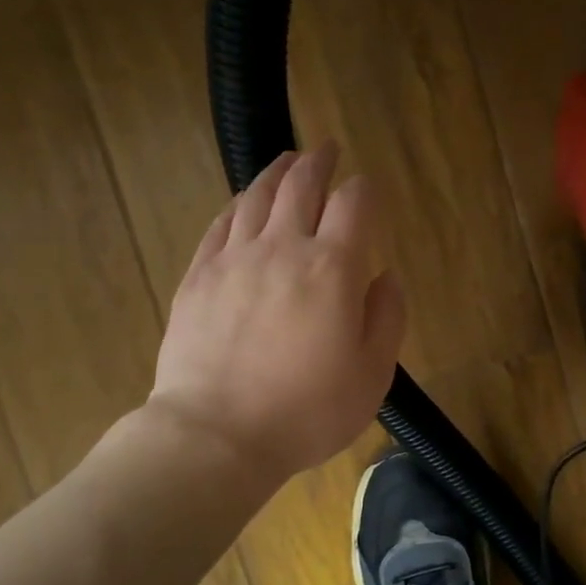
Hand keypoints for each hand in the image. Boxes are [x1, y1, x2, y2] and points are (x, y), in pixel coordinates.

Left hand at [145, 143, 405, 483]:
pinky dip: (238, 205)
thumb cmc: (306, 411)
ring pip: (257, 196)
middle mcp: (283, 248)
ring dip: (277, 172)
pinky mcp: (198, 276)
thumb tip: (384, 276)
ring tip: (288, 161)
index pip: (354, 203)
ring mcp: (234, 258)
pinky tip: (243, 203)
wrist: (216, 435)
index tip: (369, 189)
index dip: (365, 188)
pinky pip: (221, 224)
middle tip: (327, 149)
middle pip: (302, 185)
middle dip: (319, 162)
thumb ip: (387, 317)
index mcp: (333, 268)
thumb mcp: (372, 374)